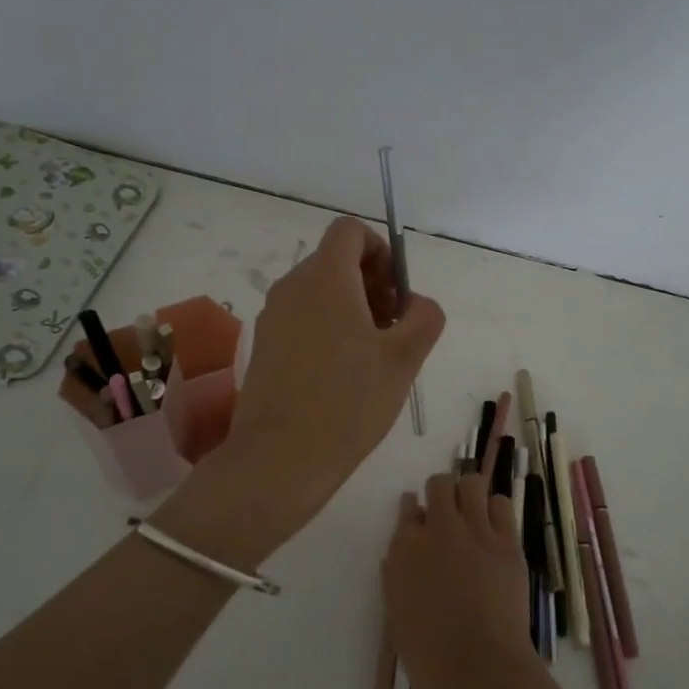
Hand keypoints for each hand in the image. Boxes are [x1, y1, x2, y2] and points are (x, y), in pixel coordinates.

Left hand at [220, 216, 444, 533]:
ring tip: (372, 357)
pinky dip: (327, 329)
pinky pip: (302, 318)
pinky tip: (343, 375)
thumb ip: (424, 317)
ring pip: (319, 292)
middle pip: (336, 261)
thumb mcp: (404, 358)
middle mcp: (292, 286)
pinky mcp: (264, 346)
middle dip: (372, 284)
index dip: (381, 251)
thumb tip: (416, 304)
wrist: (280, 458)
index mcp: (325, 277)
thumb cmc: (349, 401)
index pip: (350, 230)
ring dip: (352, 309)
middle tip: (393, 330)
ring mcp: (272, 316)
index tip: (397, 294)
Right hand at [382, 471, 540, 688]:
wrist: (480, 668)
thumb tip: (401, 553)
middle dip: (442, 493)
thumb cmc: (429, 653)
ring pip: (472, 484)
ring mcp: (476, 532)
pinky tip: (495, 529)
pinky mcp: (507, 542)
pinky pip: (502, 504)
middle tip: (448, 514)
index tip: (421, 521)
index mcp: (405, 548)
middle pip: (439, 484)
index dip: (415, 512)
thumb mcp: (397, 611)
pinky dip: (496, 510)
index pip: (408, 508)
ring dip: (470, 494)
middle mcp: (439, 529)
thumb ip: (397, 574)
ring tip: (473, 515)